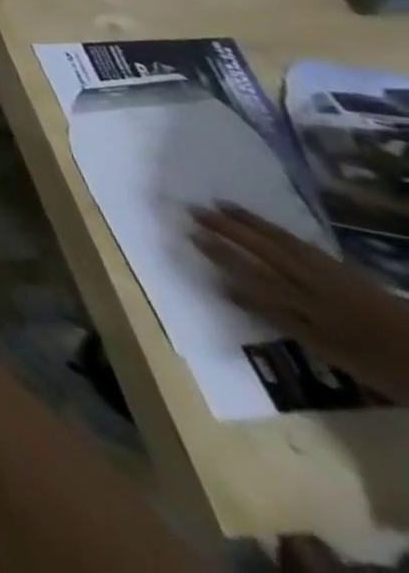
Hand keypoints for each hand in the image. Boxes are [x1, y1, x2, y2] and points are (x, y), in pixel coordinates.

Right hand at [191, 202, 408, 403]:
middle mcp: (318, 284)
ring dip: (252, 223)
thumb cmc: (384, 368)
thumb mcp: (330, 353)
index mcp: (310, 307)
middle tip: (195, 209)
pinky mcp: (352, 273)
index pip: (254, 274)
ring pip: (287, 243)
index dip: (220, 253)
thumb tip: (226, 288)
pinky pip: (307, 246)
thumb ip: (279, 319)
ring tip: (223, 205)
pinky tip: (269, 227)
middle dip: (229, 229)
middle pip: (267, 252)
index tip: (189, 233)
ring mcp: (337, 275)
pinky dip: (282, 233)